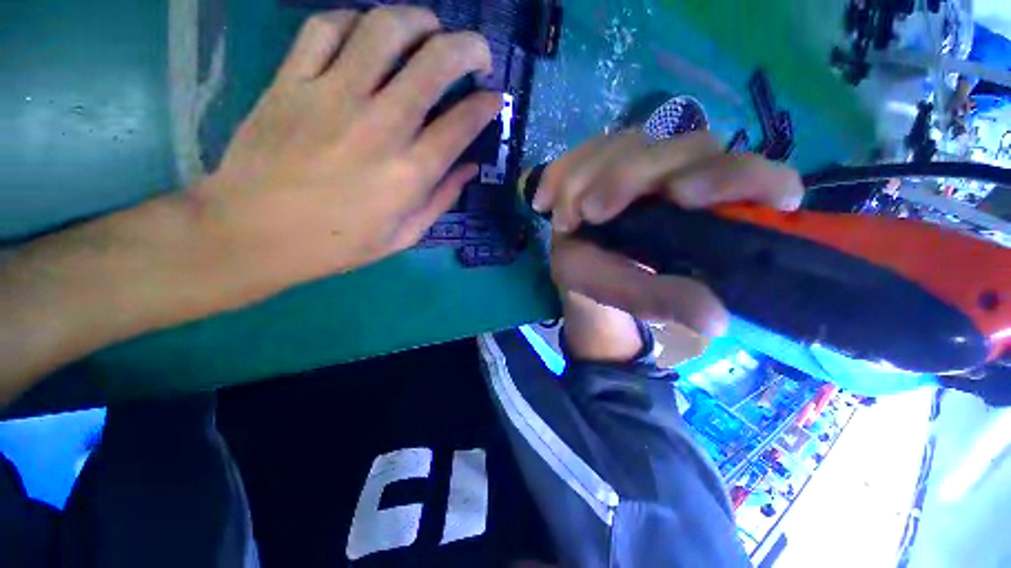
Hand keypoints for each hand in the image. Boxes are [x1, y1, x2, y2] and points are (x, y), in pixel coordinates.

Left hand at [198, 8, 500, 303]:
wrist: (253, 233)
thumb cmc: (338, 243)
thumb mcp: (404, 235)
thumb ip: (442, 199)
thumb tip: (471, 168)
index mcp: (411, 172)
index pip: (463, 122)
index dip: (487, 104)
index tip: (494, 98)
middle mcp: (381, 125)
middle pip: (435, 63)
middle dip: (469, 49)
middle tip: (477, 54)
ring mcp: (332, 96)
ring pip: (385, 29)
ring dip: (418, 21)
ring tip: (430, 29)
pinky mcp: (291, 81)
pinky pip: (326, 28)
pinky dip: (355, 21)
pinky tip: (368, 33)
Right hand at [535, 130, 804, 346]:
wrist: (583, 277)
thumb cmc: (616, 286)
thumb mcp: (635, 298)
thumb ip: (665, 301)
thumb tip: (714, 320)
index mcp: (707, 209)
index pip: (747, 173)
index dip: (732, 175)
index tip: (682, 196)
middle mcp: (681, 176)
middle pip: (679, 146)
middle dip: (629, 176)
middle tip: (591, 213)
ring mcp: (640, 164)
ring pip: (626, 143)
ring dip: (586, 177)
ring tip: (563, 220)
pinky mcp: (602, 163)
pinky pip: (583, 152)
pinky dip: (559, 173)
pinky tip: (543, 201)